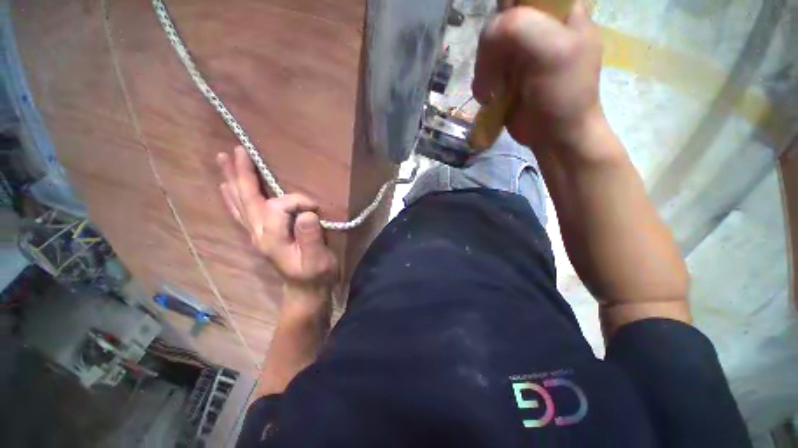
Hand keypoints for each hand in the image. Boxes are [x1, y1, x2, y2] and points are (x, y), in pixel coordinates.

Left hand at [216, 146, 338, 299]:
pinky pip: (242, 212)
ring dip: (232, 180)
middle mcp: (258, 233)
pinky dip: (234, 198)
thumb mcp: (318, 259)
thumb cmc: (315, 275)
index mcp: (272, 238)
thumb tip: (306, 213)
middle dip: (242, 174)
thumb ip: (311, 237)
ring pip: (240, 203)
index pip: (279, 206)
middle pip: (246, 199)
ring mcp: (257, 234)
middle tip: (236, 151)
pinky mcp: (261, 235)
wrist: (306, 290)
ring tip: (224, 160)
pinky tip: (227, 188)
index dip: (299, 201)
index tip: (317, 208)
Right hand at [472, 1, 604, 159]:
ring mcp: (521, 49)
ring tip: (492, 91)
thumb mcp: (552, 52)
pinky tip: (489, 96)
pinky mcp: (507, 71)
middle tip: (498, 70)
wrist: (555, 136)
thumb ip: (519, 28)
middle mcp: (539, 23)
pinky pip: (484, 64)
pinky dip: (481, 80)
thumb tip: (488, 34)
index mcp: (560, 9)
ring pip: (489, 43)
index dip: (509, 8)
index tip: (507, 34)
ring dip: (485, 67)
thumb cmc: (562, 95)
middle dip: (493, 44)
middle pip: (502, 15)